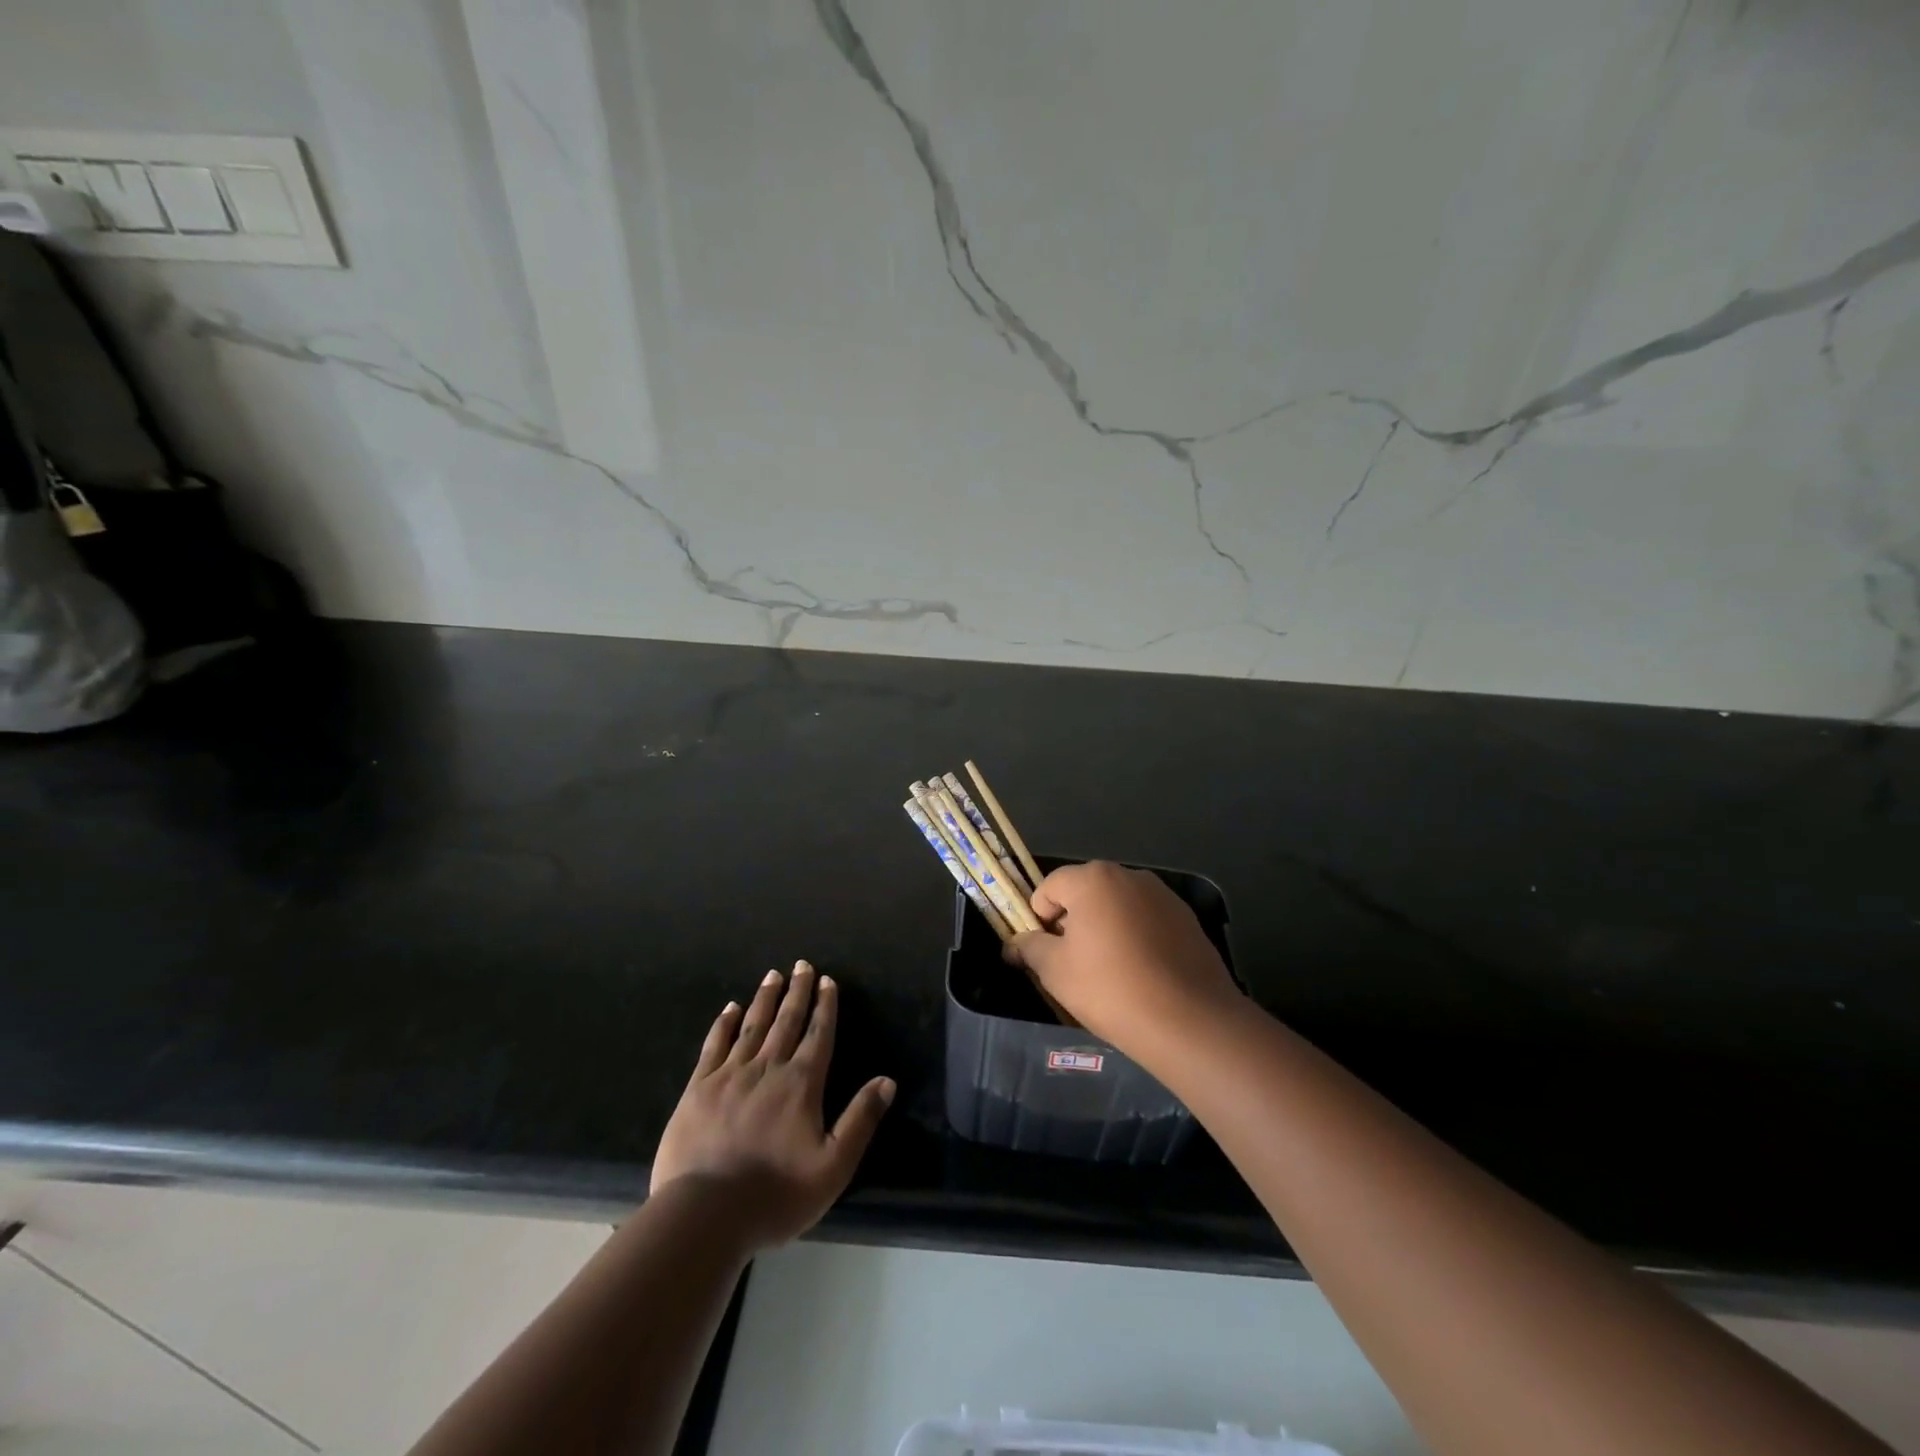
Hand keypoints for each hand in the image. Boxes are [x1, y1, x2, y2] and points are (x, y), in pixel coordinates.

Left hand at [651, 961, 894, 1250]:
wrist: (705, 1215)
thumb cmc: (776, 1195)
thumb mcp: (833, 1167)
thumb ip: (860, 1120)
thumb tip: (887, 1080)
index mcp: (801, 1084)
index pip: (818, 1035)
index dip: (825, 1006)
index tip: (827, 980)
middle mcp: (768, 1068)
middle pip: (787, 1021)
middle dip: (797, 991)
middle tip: (802, 965)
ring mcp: (730, 1075)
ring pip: (753, 1026)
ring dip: (765, 998)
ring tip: (773, 974)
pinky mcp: (698, 1088)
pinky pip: (715, 1045)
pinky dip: (724, 1023)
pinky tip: (731, 1008)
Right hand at [1007, 862, 1241, 1050]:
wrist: (1189, 1021)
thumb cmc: (1110, 988)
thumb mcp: (1055, 971)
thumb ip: (1030, 948)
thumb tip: (1015, 943)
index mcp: (1093, 879)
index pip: (1049, 887)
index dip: (1039, 919)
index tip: (1044, 953)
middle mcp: (1129, 876)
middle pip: (1085, 892)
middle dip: (1073, 921)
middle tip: (1073, 963)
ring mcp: (1163, 895)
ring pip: (1118, 906)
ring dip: (1106, 928)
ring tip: (1110, 971)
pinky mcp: (1187, 919)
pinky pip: (1147, 921)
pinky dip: (1136, 937)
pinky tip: (1142, 973)